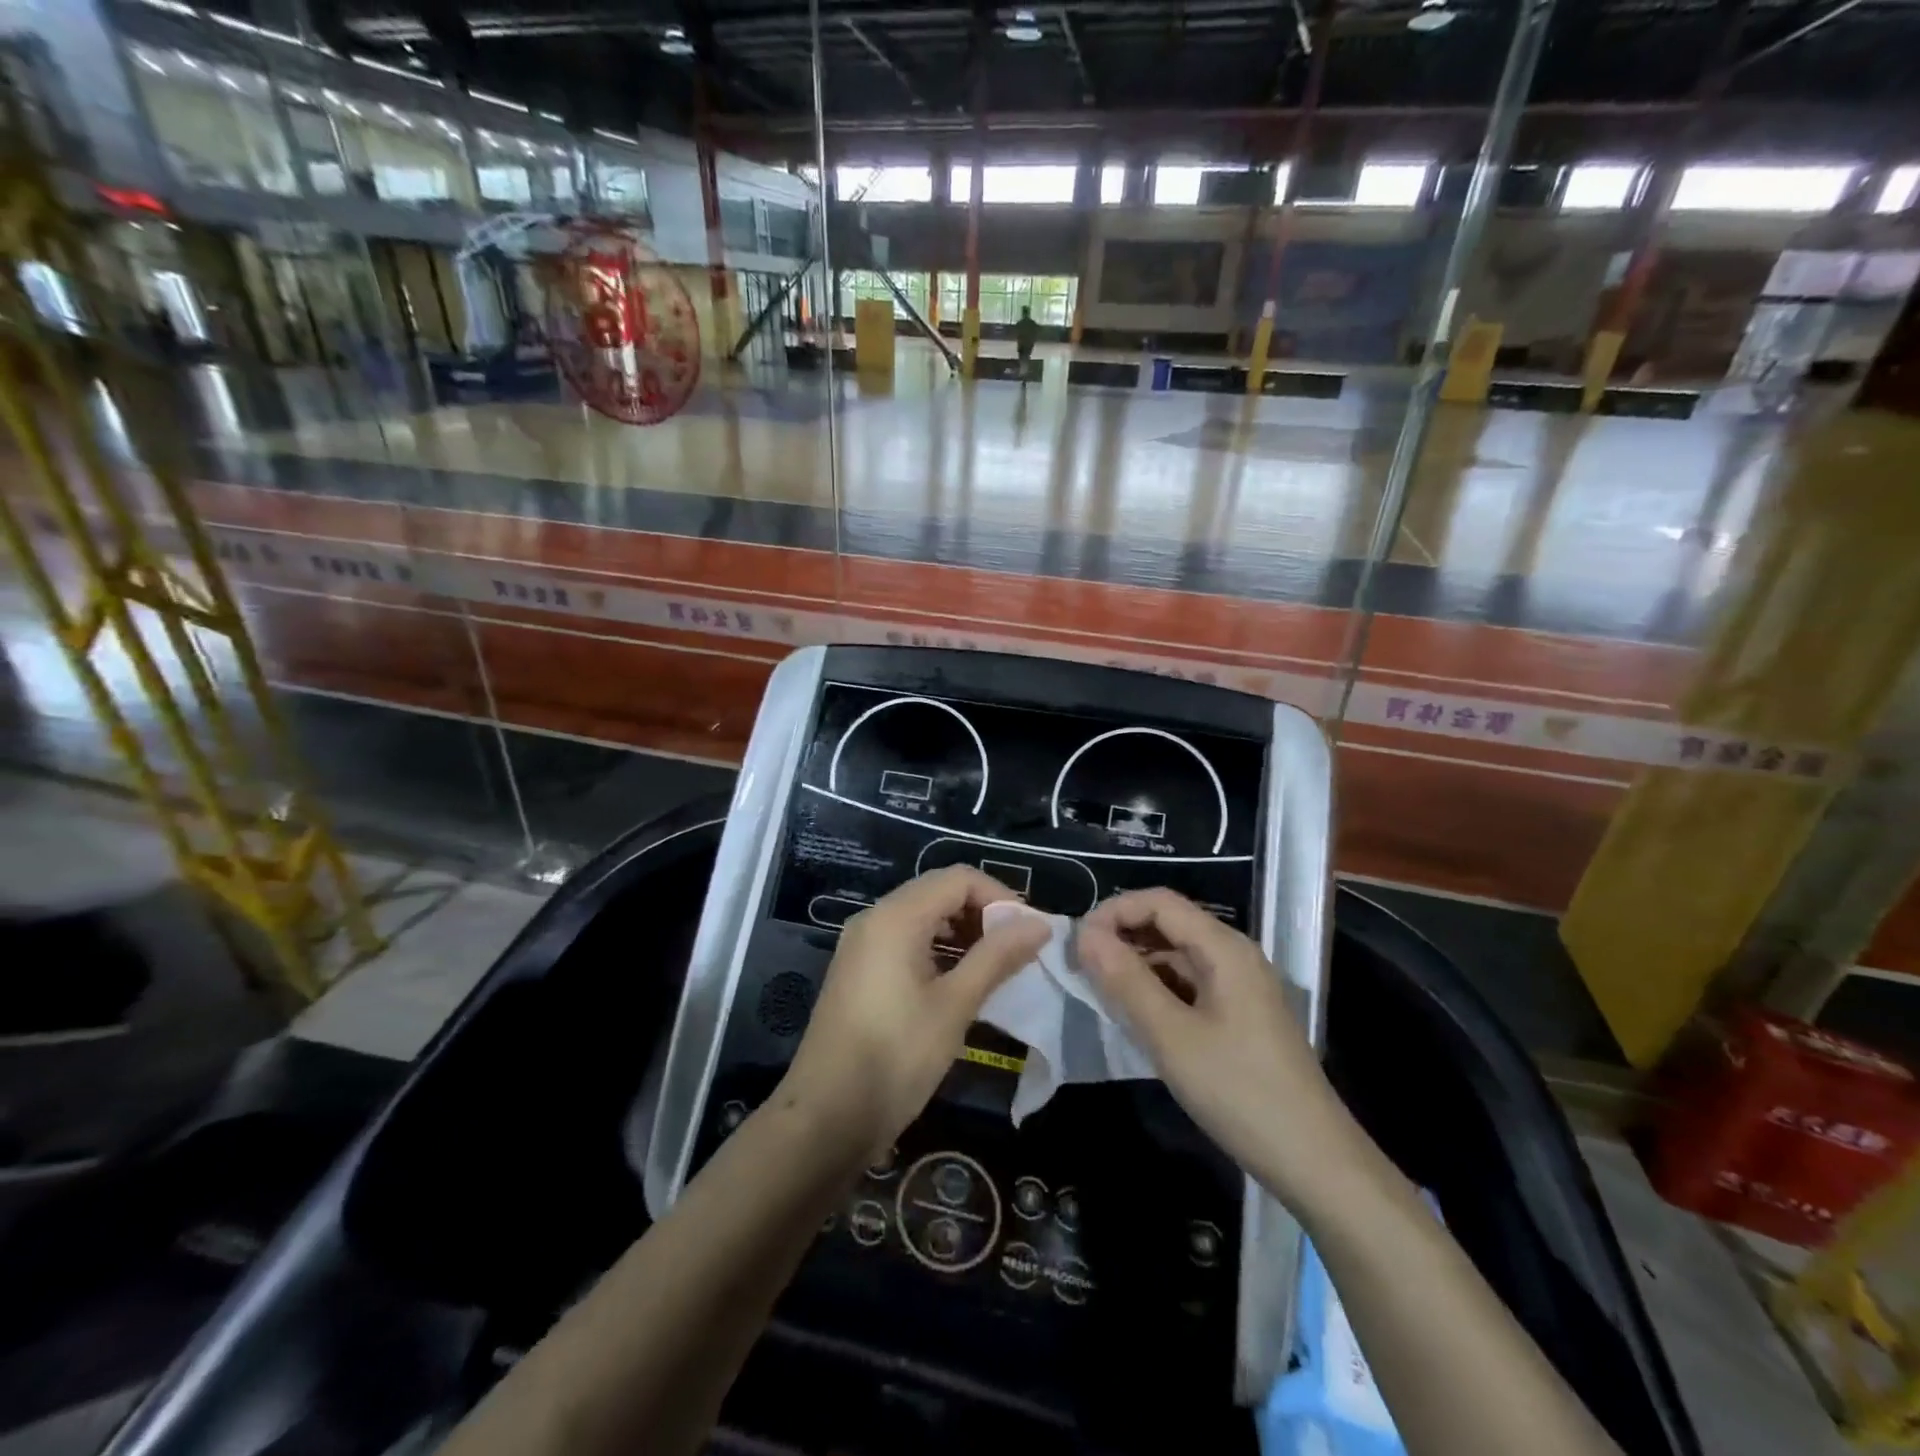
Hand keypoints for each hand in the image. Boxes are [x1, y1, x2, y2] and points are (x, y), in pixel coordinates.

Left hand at [779, 867, 1048, 1161]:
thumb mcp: (954, 1006)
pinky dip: (937, 949)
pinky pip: (905, 940)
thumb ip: (997, 957)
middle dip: (982, 913)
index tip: (1029, 932)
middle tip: (1016, 951)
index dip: (1000, 897)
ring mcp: (862, 944)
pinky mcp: (857, 970)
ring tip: (994, 968)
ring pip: (922, 916)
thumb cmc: (895, 1057)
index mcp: (896, 917)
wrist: (825, 1118)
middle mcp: (874, 918)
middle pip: (938, 892)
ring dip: (961, 932)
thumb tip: (1040, 924)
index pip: (958, 879)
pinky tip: (958, 982)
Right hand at [1077, 888, 1364, 1207]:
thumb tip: (1084, 935)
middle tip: (1081, 968)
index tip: (1077, 944)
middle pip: (1169, 923)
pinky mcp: (1241, 1013)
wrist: (1314, 1161)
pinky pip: (1190, 983)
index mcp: (1223, 948)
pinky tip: (1137, 1015)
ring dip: (1137, 964)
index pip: (1159, 902)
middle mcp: (1234, 954)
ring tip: (1101, 992)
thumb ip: (1125, 980)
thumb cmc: (1239, 1091)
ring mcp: (1241, 985)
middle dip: (1122, 936)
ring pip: (1177, 955)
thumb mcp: (1171, 1036)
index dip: (1113, 912)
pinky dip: (1158, 988)